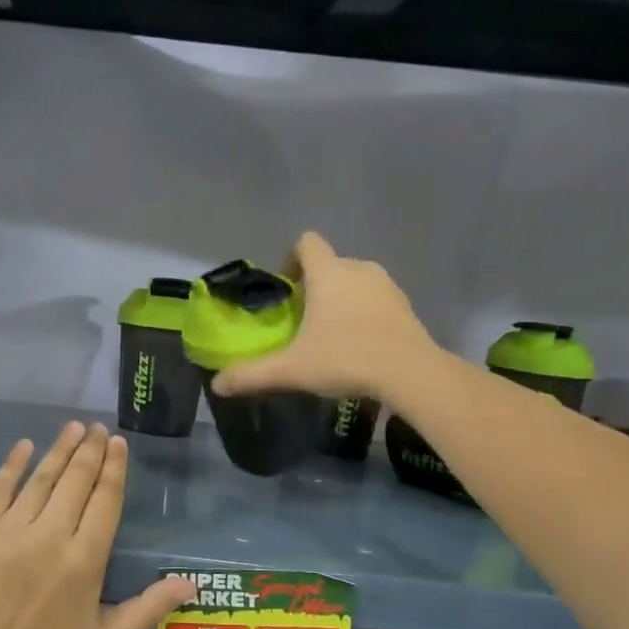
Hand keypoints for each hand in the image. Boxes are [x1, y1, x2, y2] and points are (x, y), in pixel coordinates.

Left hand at [0, 422, 194, 628]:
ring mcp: (11, 529)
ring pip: (42, 478)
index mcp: (85, 558)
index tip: (118, 443)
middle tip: (97, 428)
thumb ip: (149, 608)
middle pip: (76, 480)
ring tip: (72, 427)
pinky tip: (25, 445)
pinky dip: (13, 464)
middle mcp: (51, 534)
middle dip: (90, 450)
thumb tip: (191, 585)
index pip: (105, 500)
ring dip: (59, 449)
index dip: (114, 468)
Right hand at [211, 231, 435, 403]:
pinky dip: (364, 314)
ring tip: (331, 334)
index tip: (286, 288)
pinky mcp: (406, 306)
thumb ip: (252, 375)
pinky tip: (359, 345)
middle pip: (330, 264)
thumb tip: (217, 385)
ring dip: (341, 299)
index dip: (291, 259)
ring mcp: (387, 286)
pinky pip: (376, 300)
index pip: (306, 243)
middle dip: (314, 286)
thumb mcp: (292, 370)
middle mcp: (359, 269)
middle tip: (302, 320)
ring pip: (355, 282)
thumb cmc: (346, 359)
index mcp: (329, 273)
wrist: (411, 374)